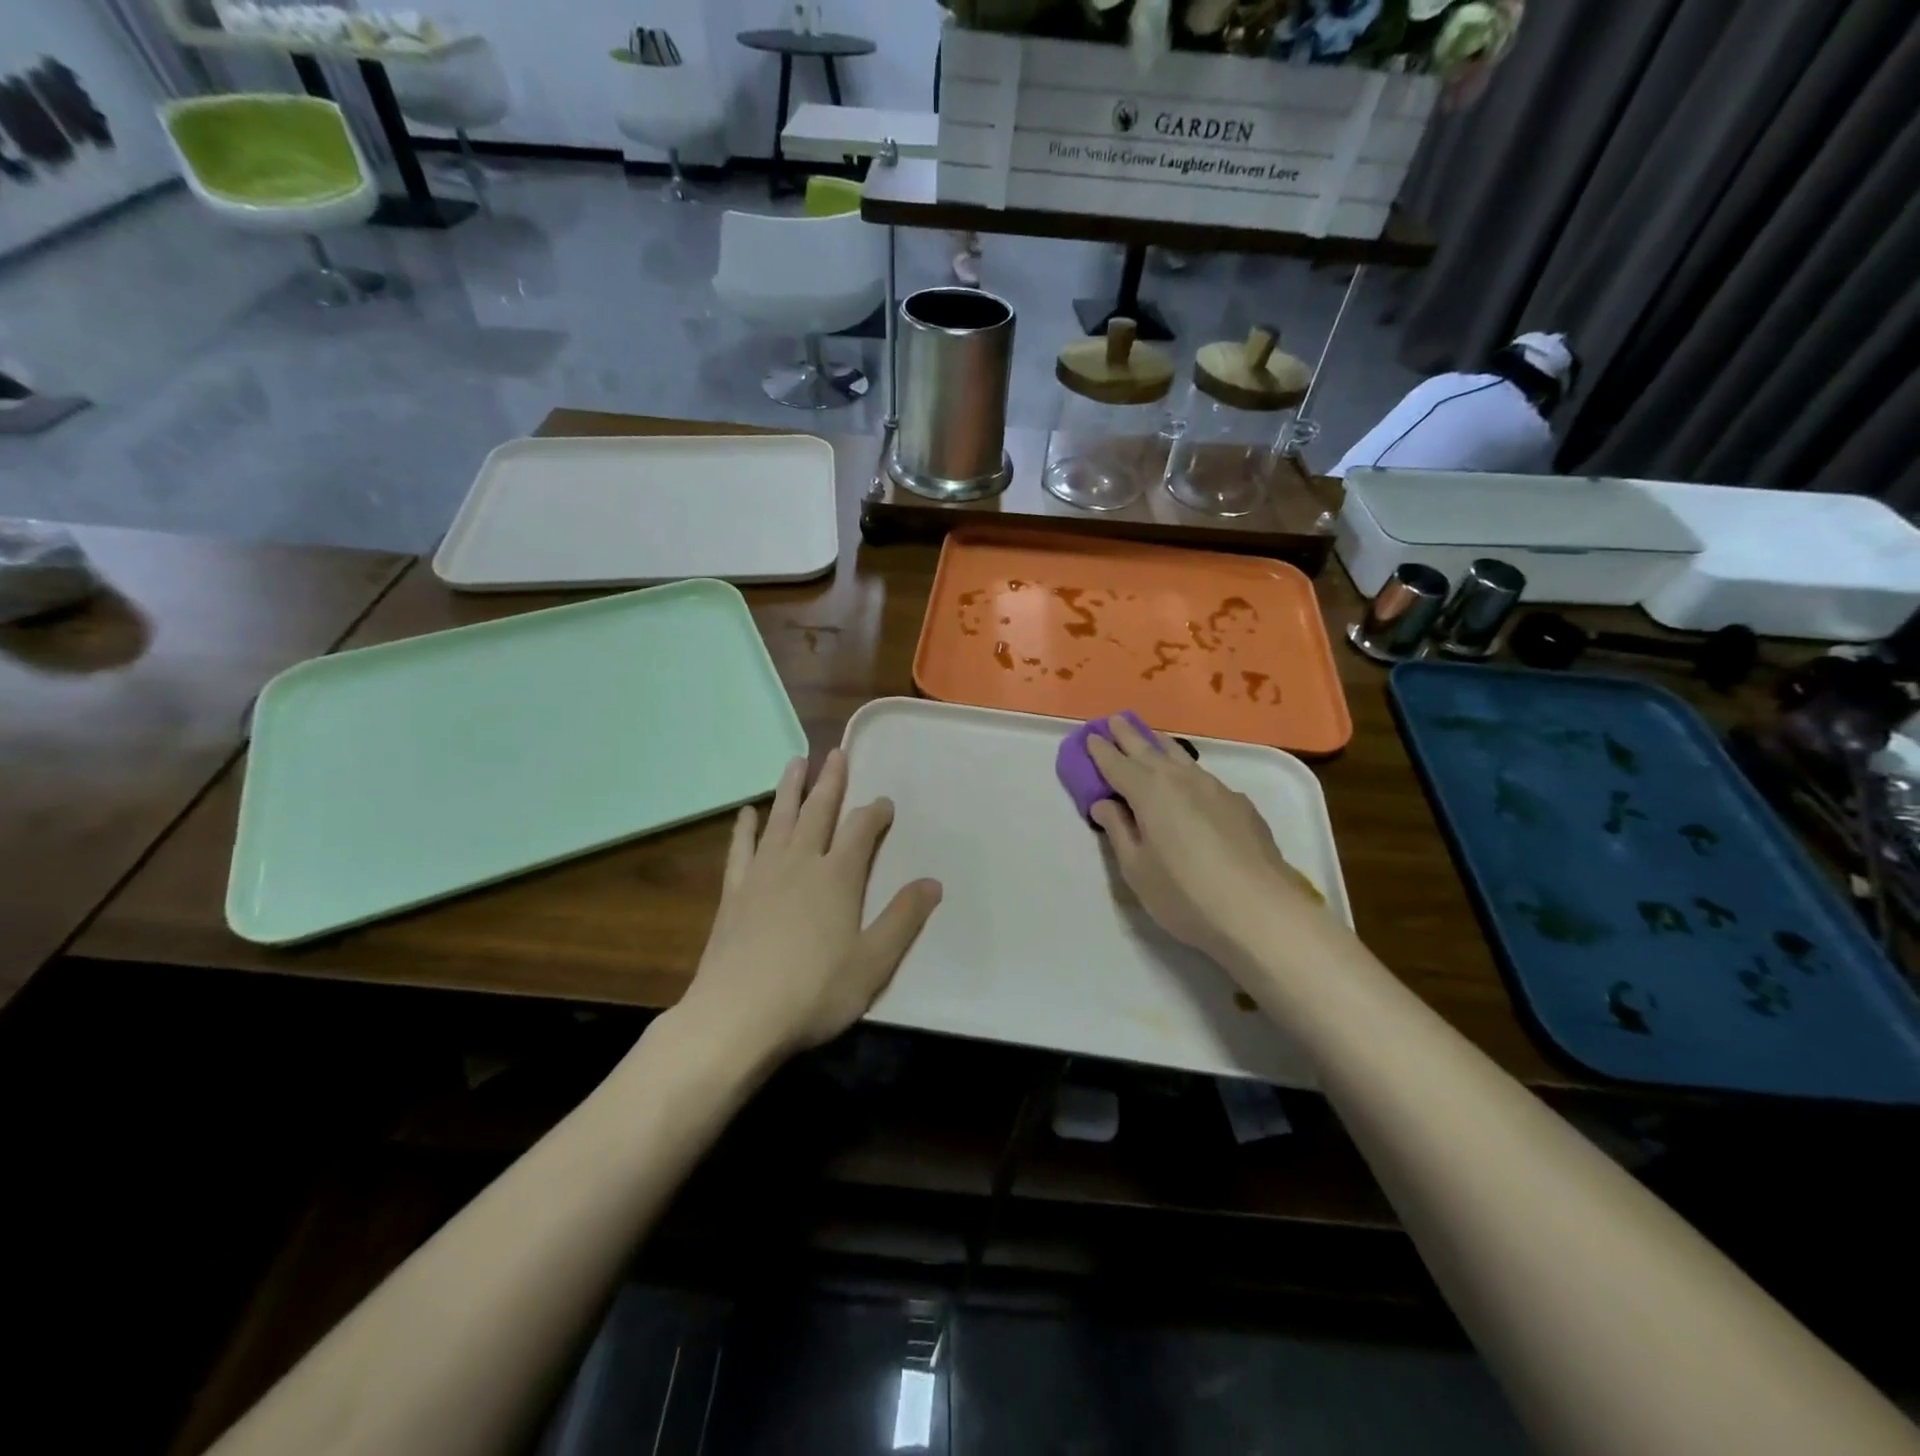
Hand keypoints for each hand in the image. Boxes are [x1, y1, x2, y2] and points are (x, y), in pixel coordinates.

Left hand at [675, 749, 941, 1062]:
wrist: (737, 1015)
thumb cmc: (814, 991)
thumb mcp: (873, 962)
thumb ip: (903, 918)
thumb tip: (933, 882)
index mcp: (838, 877)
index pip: (861, 830)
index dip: (875, 812)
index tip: (884, 803)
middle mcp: (801, 863)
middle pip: (819, 811)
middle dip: (831, 781)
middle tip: (836, 752)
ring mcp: (763, 874)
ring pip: (780, 819)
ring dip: (790, 788)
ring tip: (796, 761)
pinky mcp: (734, 892)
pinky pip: (741, 849)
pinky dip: (745, 828)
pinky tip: (748, 812)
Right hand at [1087, 716, 1325, 964]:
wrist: (1261, 912)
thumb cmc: (1185, 895)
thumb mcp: (1137, 869)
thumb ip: (1118, 831)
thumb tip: (1104, 804)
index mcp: (1149, 792)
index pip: (1117, 764)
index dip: (1100, 751)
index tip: (1089, 736)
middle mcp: (1182, 780)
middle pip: (1149, 750)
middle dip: (1129, 736)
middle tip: (1114, 720)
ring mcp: (1216, 789)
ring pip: (1181, 758)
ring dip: (1160, 746)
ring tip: (1151, 739)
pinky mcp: (1240, 804)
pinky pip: (1204, 777)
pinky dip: (1187, 771)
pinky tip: (1190, 783)